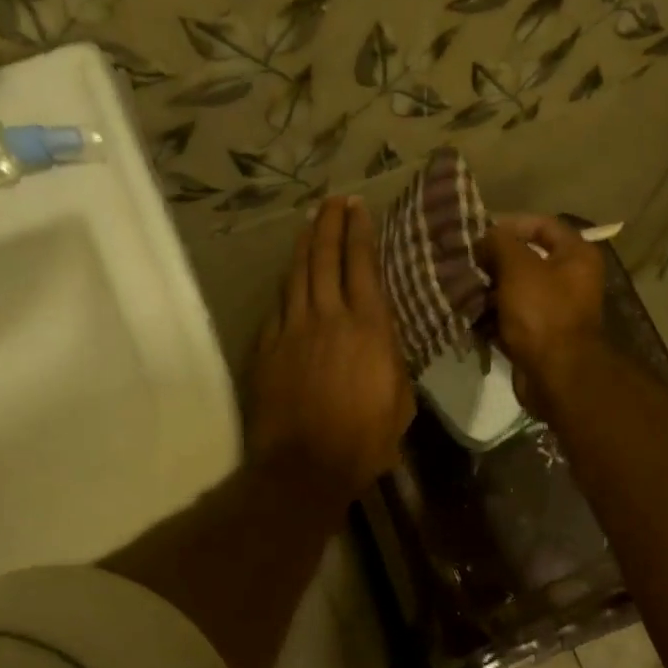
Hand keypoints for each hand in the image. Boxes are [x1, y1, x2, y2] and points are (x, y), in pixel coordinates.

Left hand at [246, 196, 414, 501]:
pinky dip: (286, 288)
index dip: (359, 233)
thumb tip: (384, 343)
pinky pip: (278, 307)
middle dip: (329, 224)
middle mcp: (329, 318)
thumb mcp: (399, 402)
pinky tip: (289, 281)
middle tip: (332, 201)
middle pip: (325, 259)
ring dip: (304, 247)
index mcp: (369, 328)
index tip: (357, 208)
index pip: (362, 266)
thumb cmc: (364, 440)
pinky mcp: (267, 348)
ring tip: (309, 225)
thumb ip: (392, 362)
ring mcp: (292, 330)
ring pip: (296, 276)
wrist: (304, 466)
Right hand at [478, 214, 606, 413]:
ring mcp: (554, 310)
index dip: (510, 224)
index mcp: (576, 255)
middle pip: (526, 259)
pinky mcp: (537, 336)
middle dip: (493, 261)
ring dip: (487, 289)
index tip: (478, 232)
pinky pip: (510, 318)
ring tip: (457, 287)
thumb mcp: (519, 267)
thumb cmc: (542, 313)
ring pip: (514, 291)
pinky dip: (490, 316)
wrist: (556, 375)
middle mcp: (569, 279)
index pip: (543, 225)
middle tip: (463, 261)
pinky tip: (466, 313)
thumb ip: (500, 243)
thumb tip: (485, 237)